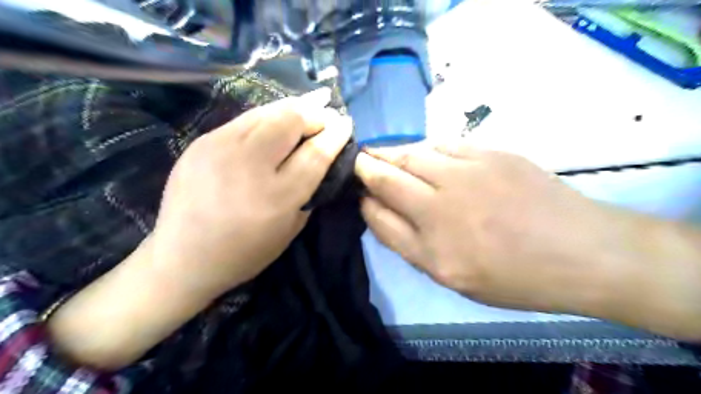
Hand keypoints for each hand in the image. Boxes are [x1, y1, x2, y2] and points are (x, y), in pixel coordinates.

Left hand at [151, 88, 353, 298]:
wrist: (182, 256)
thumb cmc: (245, 252)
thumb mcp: (290, 230)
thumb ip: (309, 191)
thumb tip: (322, 160)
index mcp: (276, 196)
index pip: (315, 153)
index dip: (335, 135)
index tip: (346, 124)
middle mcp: (249, 165)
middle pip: (291, 121)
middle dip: (316, 114)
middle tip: (327, 117)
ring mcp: (220, 148)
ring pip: (267, 112)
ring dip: (294, 108)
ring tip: (309, 107)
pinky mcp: (201, 142)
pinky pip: (245, 119)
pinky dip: (269, 116)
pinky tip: (277, 121)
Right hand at [357, 145, 623, 312]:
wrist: (581, 251)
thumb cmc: (513, 275)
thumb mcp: (451, 275)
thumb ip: (407, 242)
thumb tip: (376, 209)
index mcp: (432, 247)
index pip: (378, 213)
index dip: (362, 199)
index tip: (356, 191)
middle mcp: (442, 207)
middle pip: (388, 177)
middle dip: (366, 166)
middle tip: (357, 160)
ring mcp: (467, 174)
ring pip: (412, 154)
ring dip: (390, 152)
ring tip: (380, 152)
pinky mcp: (490, 153)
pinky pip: (443, 144)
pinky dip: (423, 146)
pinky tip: (419, 150)